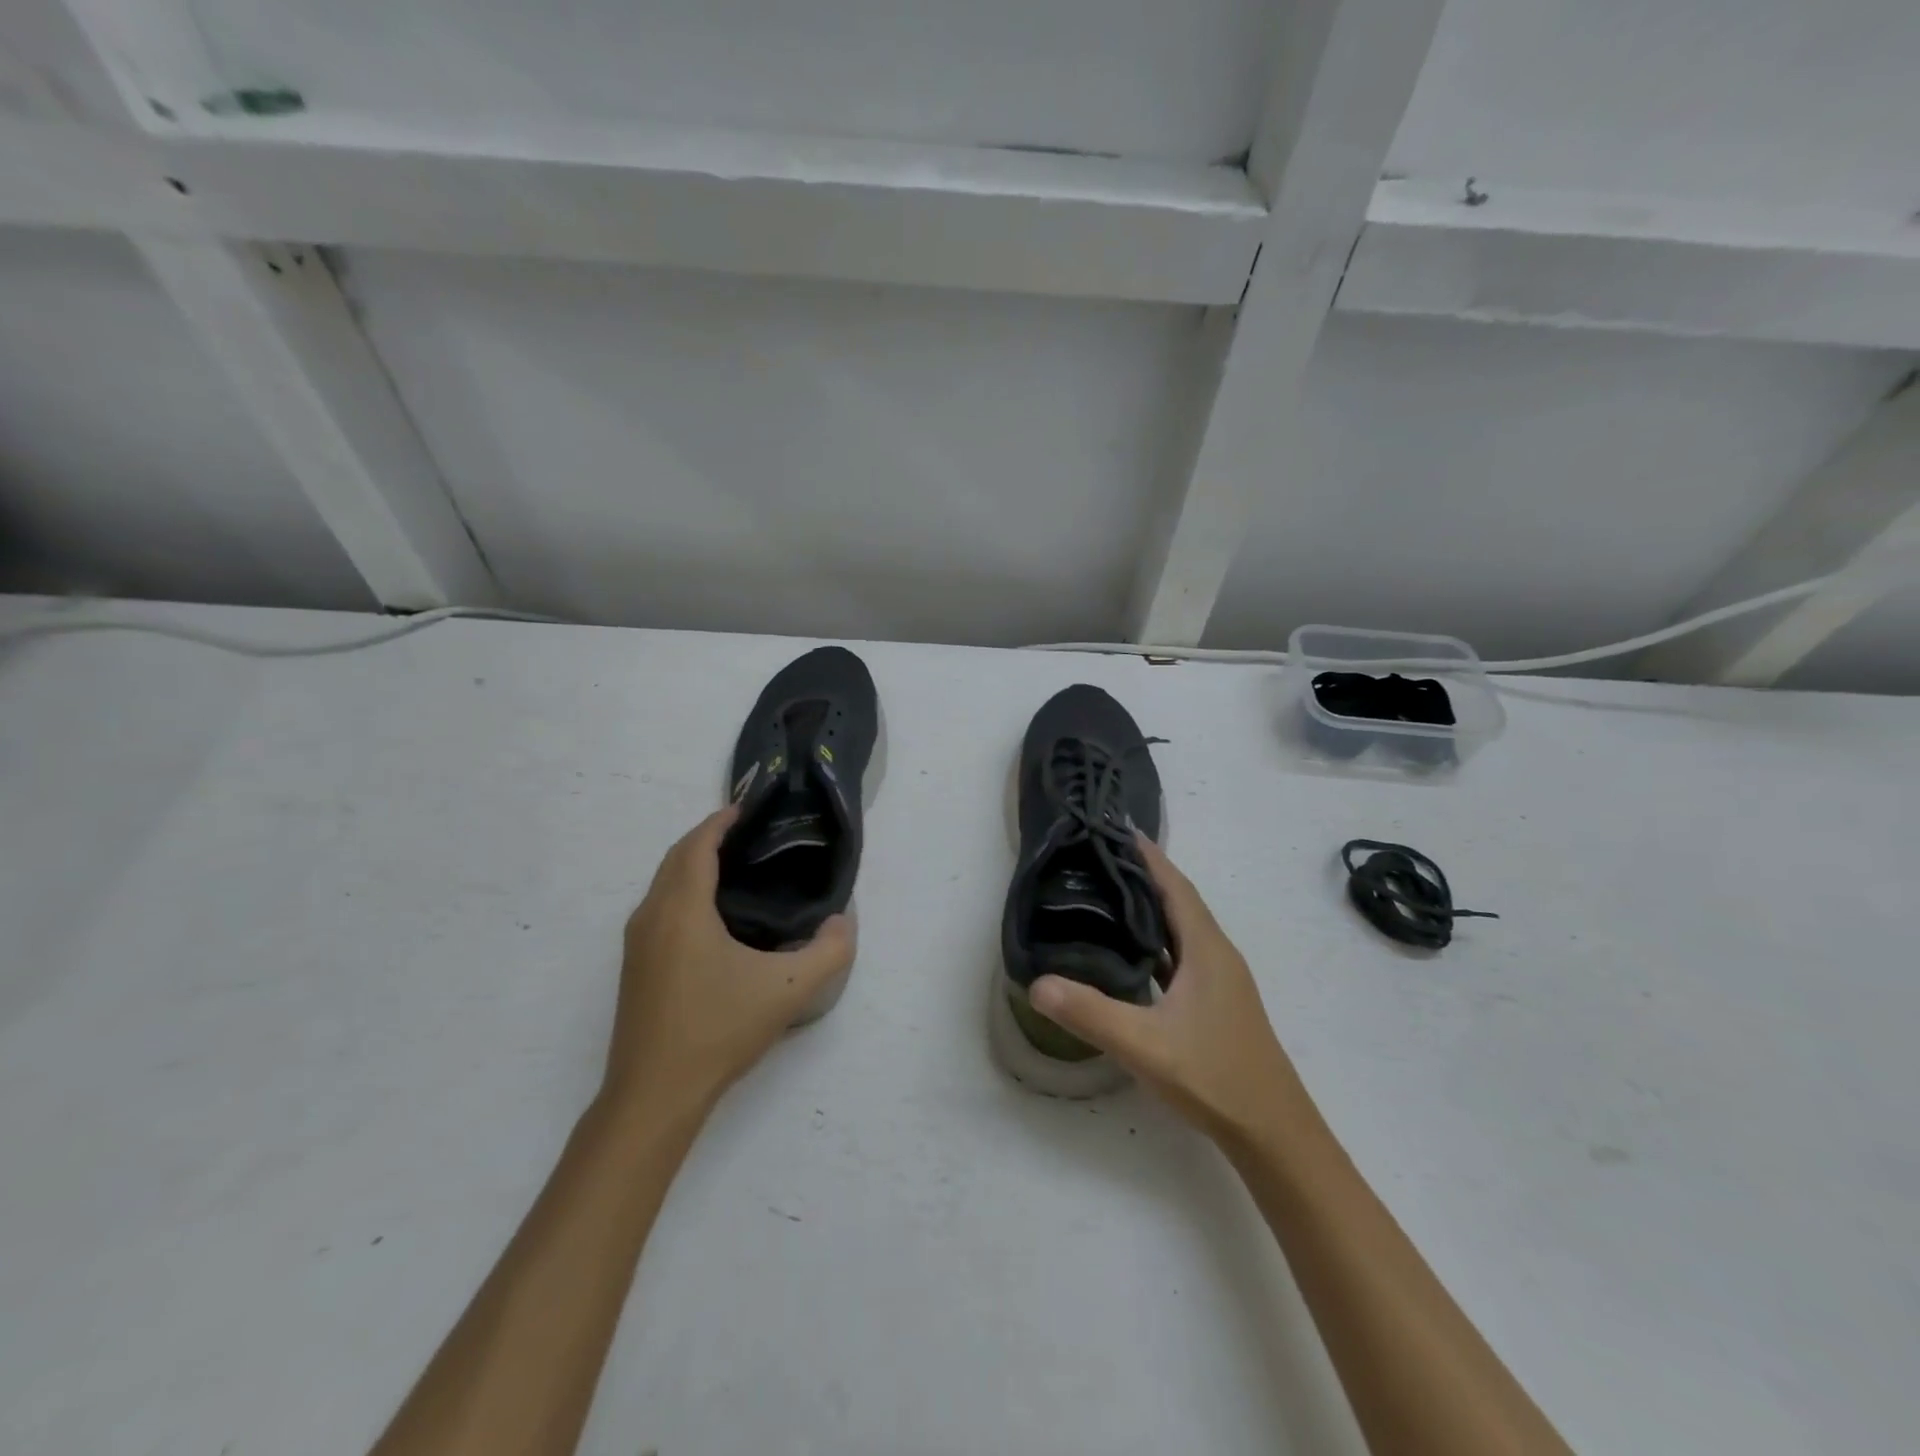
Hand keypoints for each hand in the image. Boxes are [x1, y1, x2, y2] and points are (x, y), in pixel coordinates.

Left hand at [601, 807, 854, 1118]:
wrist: (653, 1096)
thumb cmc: (718, 1031)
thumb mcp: (788, 991)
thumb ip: (830, 952)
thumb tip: (843, 921)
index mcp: (682, 911)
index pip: (697, 846)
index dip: (720, 821)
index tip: (748, 808)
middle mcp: (652, 917)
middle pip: (675, 858)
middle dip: (707, 837)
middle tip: (749, 834)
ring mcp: (637, 943)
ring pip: (663, 883)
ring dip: (692, 863)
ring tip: (734, 866)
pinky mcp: (635, 966)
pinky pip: (659, 907)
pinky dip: (682, 889)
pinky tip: (712, 914)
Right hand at [1029, 836, 1301, 1141]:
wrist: (1274, 1133)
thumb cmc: (1214, 1077)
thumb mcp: (1144, 1045)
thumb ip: (1090, 1013)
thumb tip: (1036, 984)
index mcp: (1206, 949)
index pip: (1175, 886)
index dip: (1148, 856)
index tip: (1117, 829)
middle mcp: (1217, 954)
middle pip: (1178, 900)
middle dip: (1143, 874)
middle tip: (1098, 858)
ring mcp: (1220, 980)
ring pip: (1181, 928)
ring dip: (1151, 907)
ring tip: (1108, 895)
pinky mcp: (1217, 1002)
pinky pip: (1182, 954)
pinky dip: (1157, 940)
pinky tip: (1132, 953)